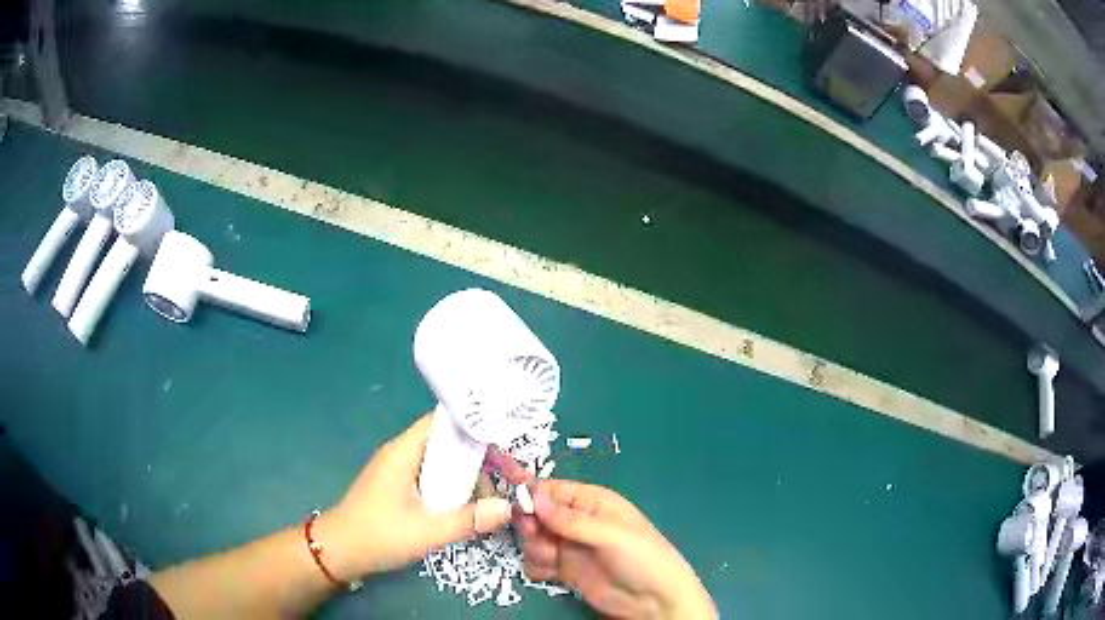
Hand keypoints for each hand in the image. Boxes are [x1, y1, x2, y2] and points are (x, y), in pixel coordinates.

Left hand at [314, 414, 513, 581]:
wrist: (338, 552)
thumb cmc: (378, 535)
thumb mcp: (427, 531)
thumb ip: (468, 520)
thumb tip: (509, 508)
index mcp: (404, 452)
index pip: (443, 422)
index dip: (474, 427)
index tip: (505, 442)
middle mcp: (401, 454)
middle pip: (446, 443)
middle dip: (476, 458)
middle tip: (505, 479)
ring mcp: (398, 472)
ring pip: (440, 463)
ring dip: (464, 477)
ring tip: (491, 497)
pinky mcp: (397, 489)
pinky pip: (431, 478)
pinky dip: (451, 488)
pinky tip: (466, 506)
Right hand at [519, 481, 716, 619]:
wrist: (654, 601)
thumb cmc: (641, 557)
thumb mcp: (609, 535)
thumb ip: (570, 519)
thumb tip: (533, 495)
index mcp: (593, 503)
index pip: (554, 490)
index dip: (533, 495)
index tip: (517, 506)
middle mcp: (578, 522)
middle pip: (539, 514)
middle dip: (531, 523)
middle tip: (534, 535)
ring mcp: (571, 547)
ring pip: (535, 539)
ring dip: (534, 547)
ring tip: (550, 558)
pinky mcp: (566, 570)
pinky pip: (538, 562)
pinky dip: (536, 566)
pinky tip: (548, 573)